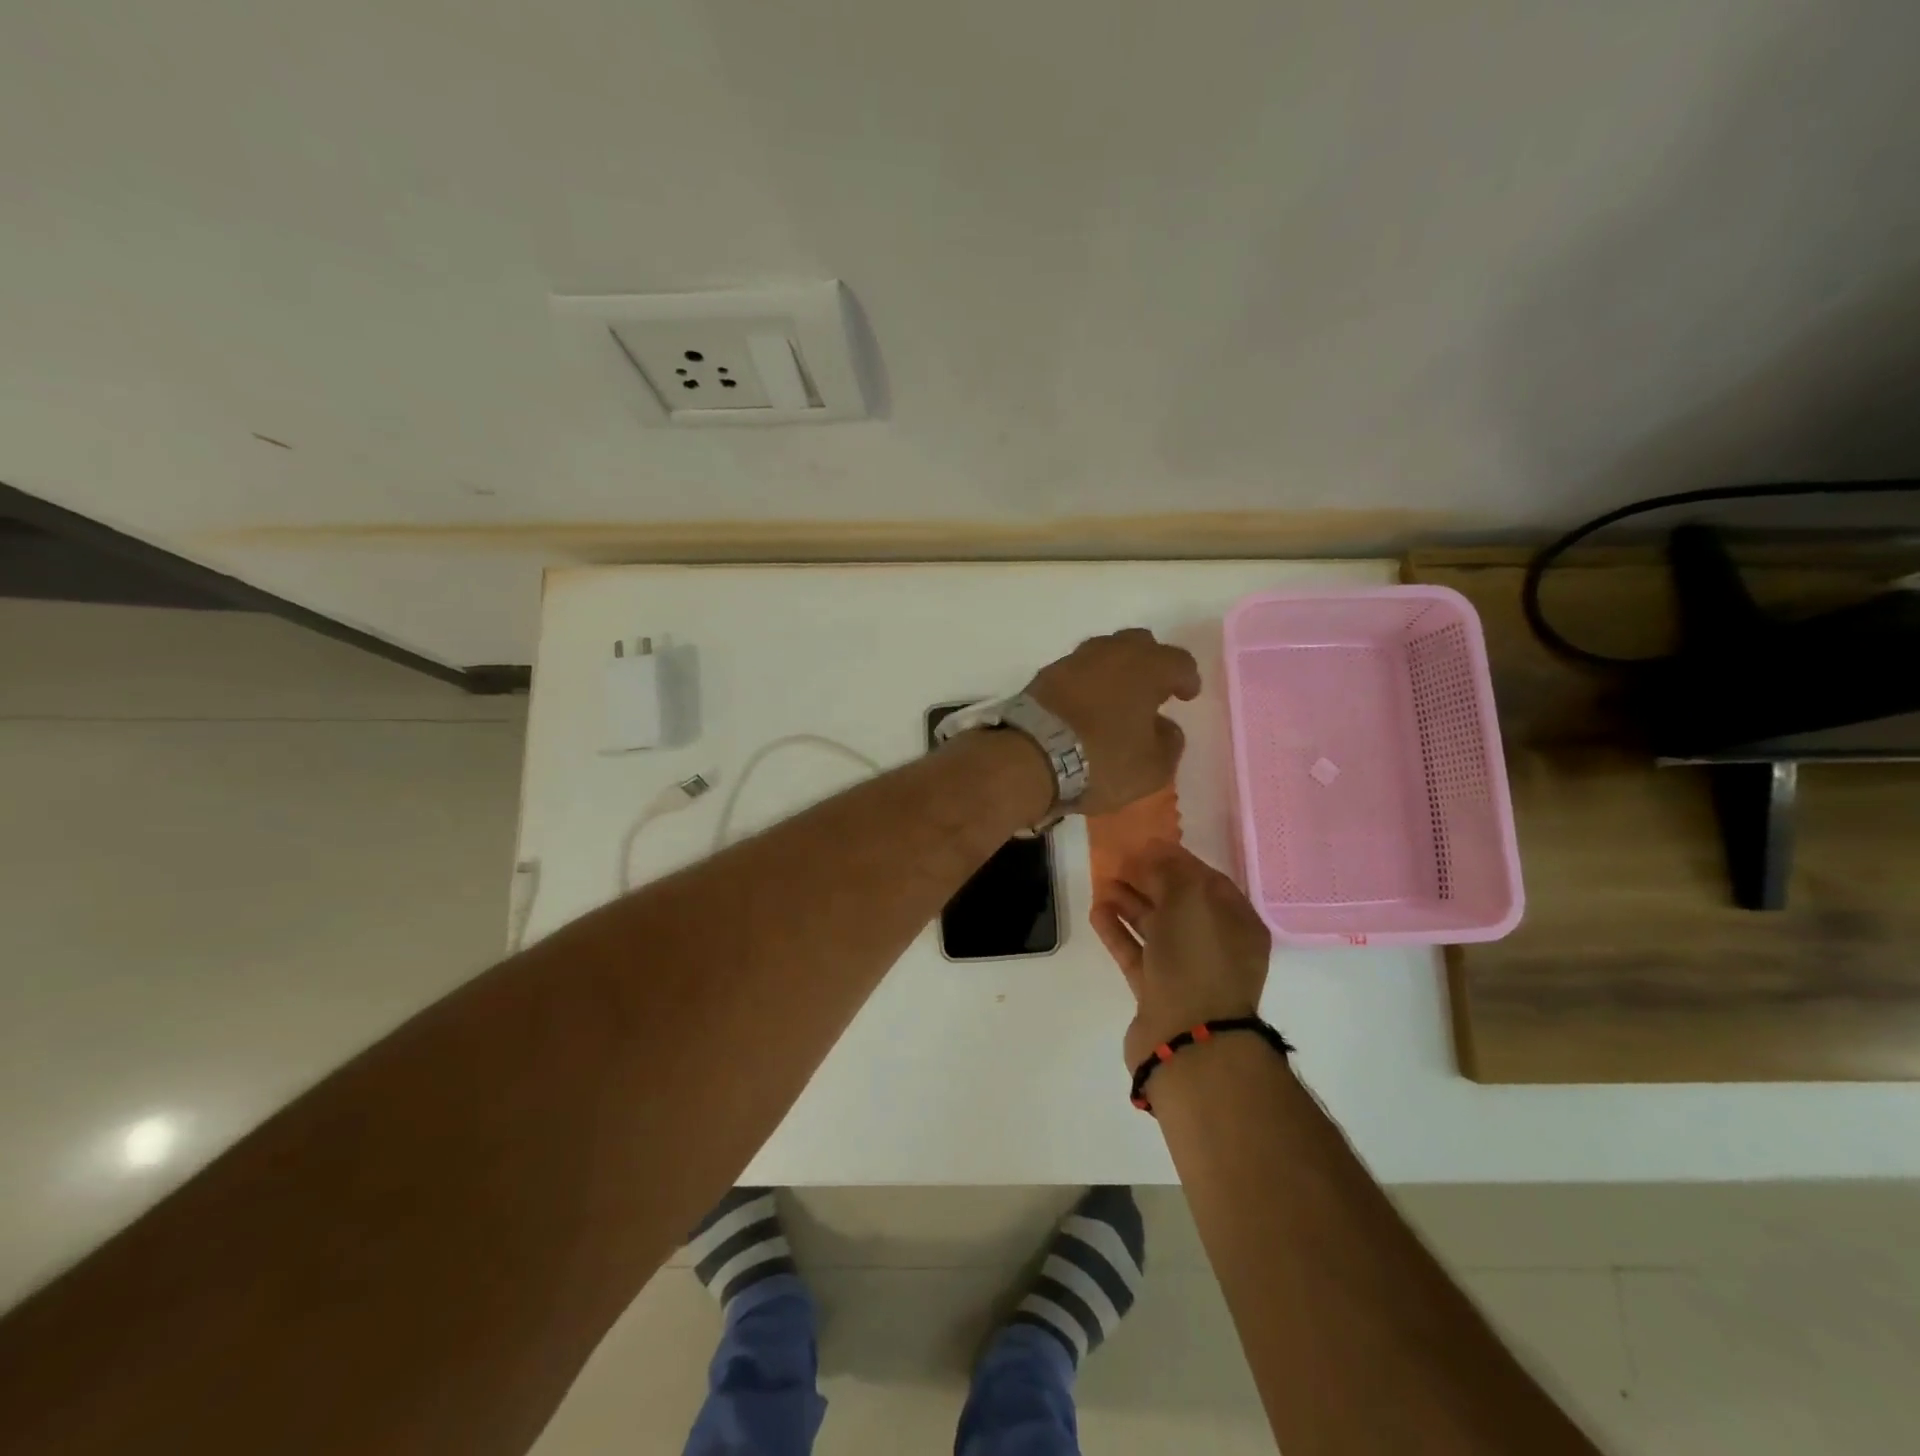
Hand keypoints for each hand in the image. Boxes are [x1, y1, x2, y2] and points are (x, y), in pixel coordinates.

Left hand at [1024, 629, 1200, 815]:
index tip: (1186, 695)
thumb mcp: (1152, 767)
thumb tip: (1164, 727)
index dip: (1187, 678)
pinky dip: (1088, 682)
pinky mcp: (1044, 675)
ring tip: (1118, 697)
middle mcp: (1111, 652)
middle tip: (1154, 689)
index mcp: (1146, 667)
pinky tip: (1086, 705)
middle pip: (1139, 644)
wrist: (1030, 756)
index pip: (1178, 661)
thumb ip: (1169, 743)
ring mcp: (1074, 660)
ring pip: (1104, 653)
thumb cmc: (1102, 761)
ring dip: (1116, 670)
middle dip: (1151, 663)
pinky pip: (1077, 671)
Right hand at [1091, 844, 1272, 1068]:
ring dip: (1129, 905)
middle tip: (1118, 863)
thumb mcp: (1189, 899)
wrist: (1189, 1038)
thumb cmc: (1198, 958)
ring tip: (1102, 884)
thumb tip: (1157, 849)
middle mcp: (1216, 947)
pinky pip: (1137, 955)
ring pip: (1156, 930)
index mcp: (1237, 923)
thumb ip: (1171, 869)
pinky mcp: (1158, 994)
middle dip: (1149, 882)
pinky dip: (1119, 934)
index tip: (1145, 846)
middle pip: (1179, 905)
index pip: (1207, 881)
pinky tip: (1097, 912)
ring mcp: (1187, 973)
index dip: (1176, 861)